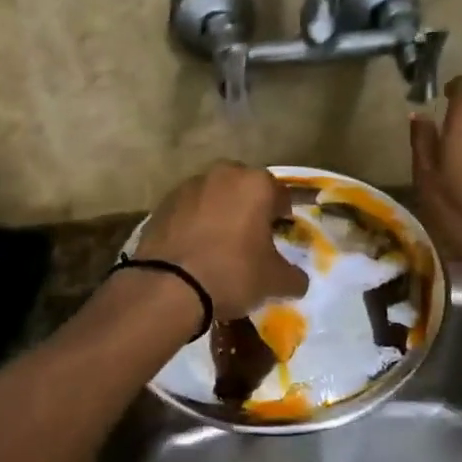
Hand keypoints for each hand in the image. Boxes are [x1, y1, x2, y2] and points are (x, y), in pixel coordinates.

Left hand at [136, 162, 309, 318]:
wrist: (167, 286)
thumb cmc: (231, 273)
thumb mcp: (274, 281)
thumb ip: (294, 277)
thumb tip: (298, 280)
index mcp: (256, 184)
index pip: (281, 196)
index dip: (283, 217)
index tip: (280, 236)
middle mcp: (223, 174)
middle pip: (245, 190)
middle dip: (250, 209)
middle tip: (251, 239)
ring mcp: (189, 186)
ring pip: (215, 197)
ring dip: (221, 213)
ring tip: (220, 245)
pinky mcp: (163, 203)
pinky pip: (189, 210)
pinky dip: (195, 223)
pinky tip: (194, 249)